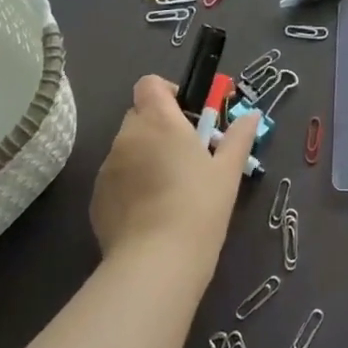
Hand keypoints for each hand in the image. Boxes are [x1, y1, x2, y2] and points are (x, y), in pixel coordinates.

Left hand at [90, 75, 254, 267]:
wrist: (156, 264)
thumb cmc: (199, 208)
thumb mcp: (227, 172)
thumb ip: (238, 138)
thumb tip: (252, 115)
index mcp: (159, 121)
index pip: (150, 83)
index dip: (167, 92)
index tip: (187, 115)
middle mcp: (128, 136)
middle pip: (139, 115)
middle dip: (159, 127)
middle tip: (185, 154)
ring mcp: (108, 168)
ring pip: (127, 148)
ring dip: (144, 156)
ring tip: (168, 189)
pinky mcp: (96, 198)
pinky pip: (116, 178)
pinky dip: (131, 184)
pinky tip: (150, 212)